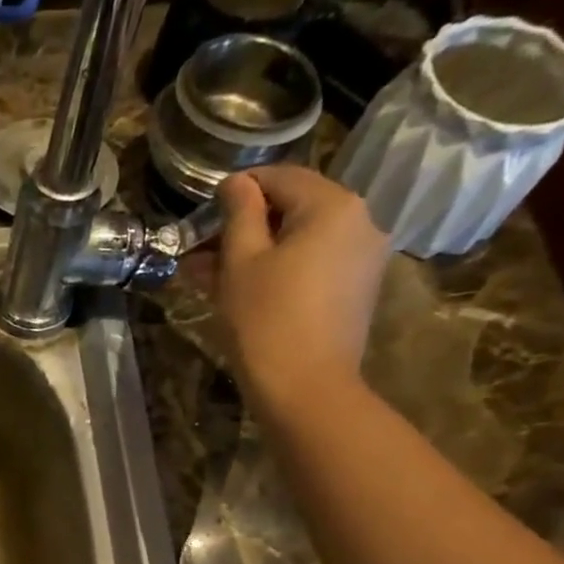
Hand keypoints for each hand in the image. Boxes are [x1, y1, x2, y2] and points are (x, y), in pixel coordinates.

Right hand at [214, 166, 389, 416]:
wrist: (305, 387)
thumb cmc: (265, 319)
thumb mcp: (240, 262)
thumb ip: (239, 213)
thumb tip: (236, 183)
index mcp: (333, 206)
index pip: (281, 177)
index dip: (239, 189)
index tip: (203, 210)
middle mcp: (360, 220)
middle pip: (294, 207)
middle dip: (245, 225)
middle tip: (200, 249)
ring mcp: (362, 257)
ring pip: (301, 238)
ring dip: (256, 249)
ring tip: (210, 274)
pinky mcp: (355, 288)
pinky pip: (312, 263)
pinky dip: (278, 268)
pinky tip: (242, 289)